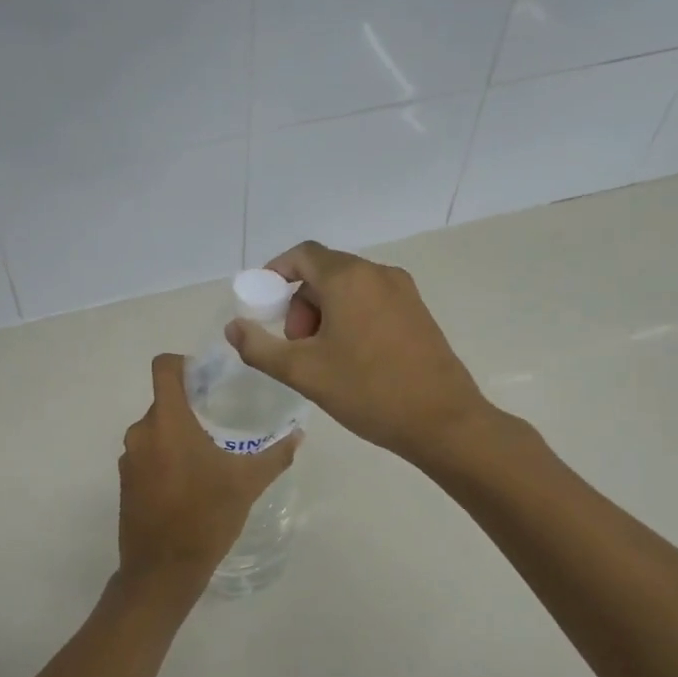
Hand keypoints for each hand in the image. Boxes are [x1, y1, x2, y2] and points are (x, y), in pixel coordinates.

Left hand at [114, 354, 301, 612]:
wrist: (162, 571)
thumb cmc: (205, 518)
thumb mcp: (247, 484)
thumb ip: (275, 455)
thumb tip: (299, 434)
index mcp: (168, 422)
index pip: (164, 367)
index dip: (184, 363)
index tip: (208, 378)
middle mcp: (141, 432)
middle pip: (164, 401)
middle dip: (191, 406)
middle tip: (221, 420)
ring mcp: (130, 458)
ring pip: (156, 429)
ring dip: (179, 434)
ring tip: (210, 453)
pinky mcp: (126, 482)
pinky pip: (148, 454)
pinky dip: (166, 457)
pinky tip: (191, 481)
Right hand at [225, 241, 488, 464]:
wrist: (443, 421)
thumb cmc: (368, 391)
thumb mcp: (302, 372)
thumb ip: (259, 347)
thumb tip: (234, 327)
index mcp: (349, 278)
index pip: (302, 254)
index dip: (276, 273)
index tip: (263, 306)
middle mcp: (378, 273)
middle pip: (324, 272)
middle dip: (300, 304)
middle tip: (297, 346)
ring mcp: (403, 292)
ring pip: (348, 289)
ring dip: (324, 314)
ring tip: (323, 359)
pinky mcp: (418, 312)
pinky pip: (371, 301)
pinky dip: (350, 318)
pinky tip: (352, 360)